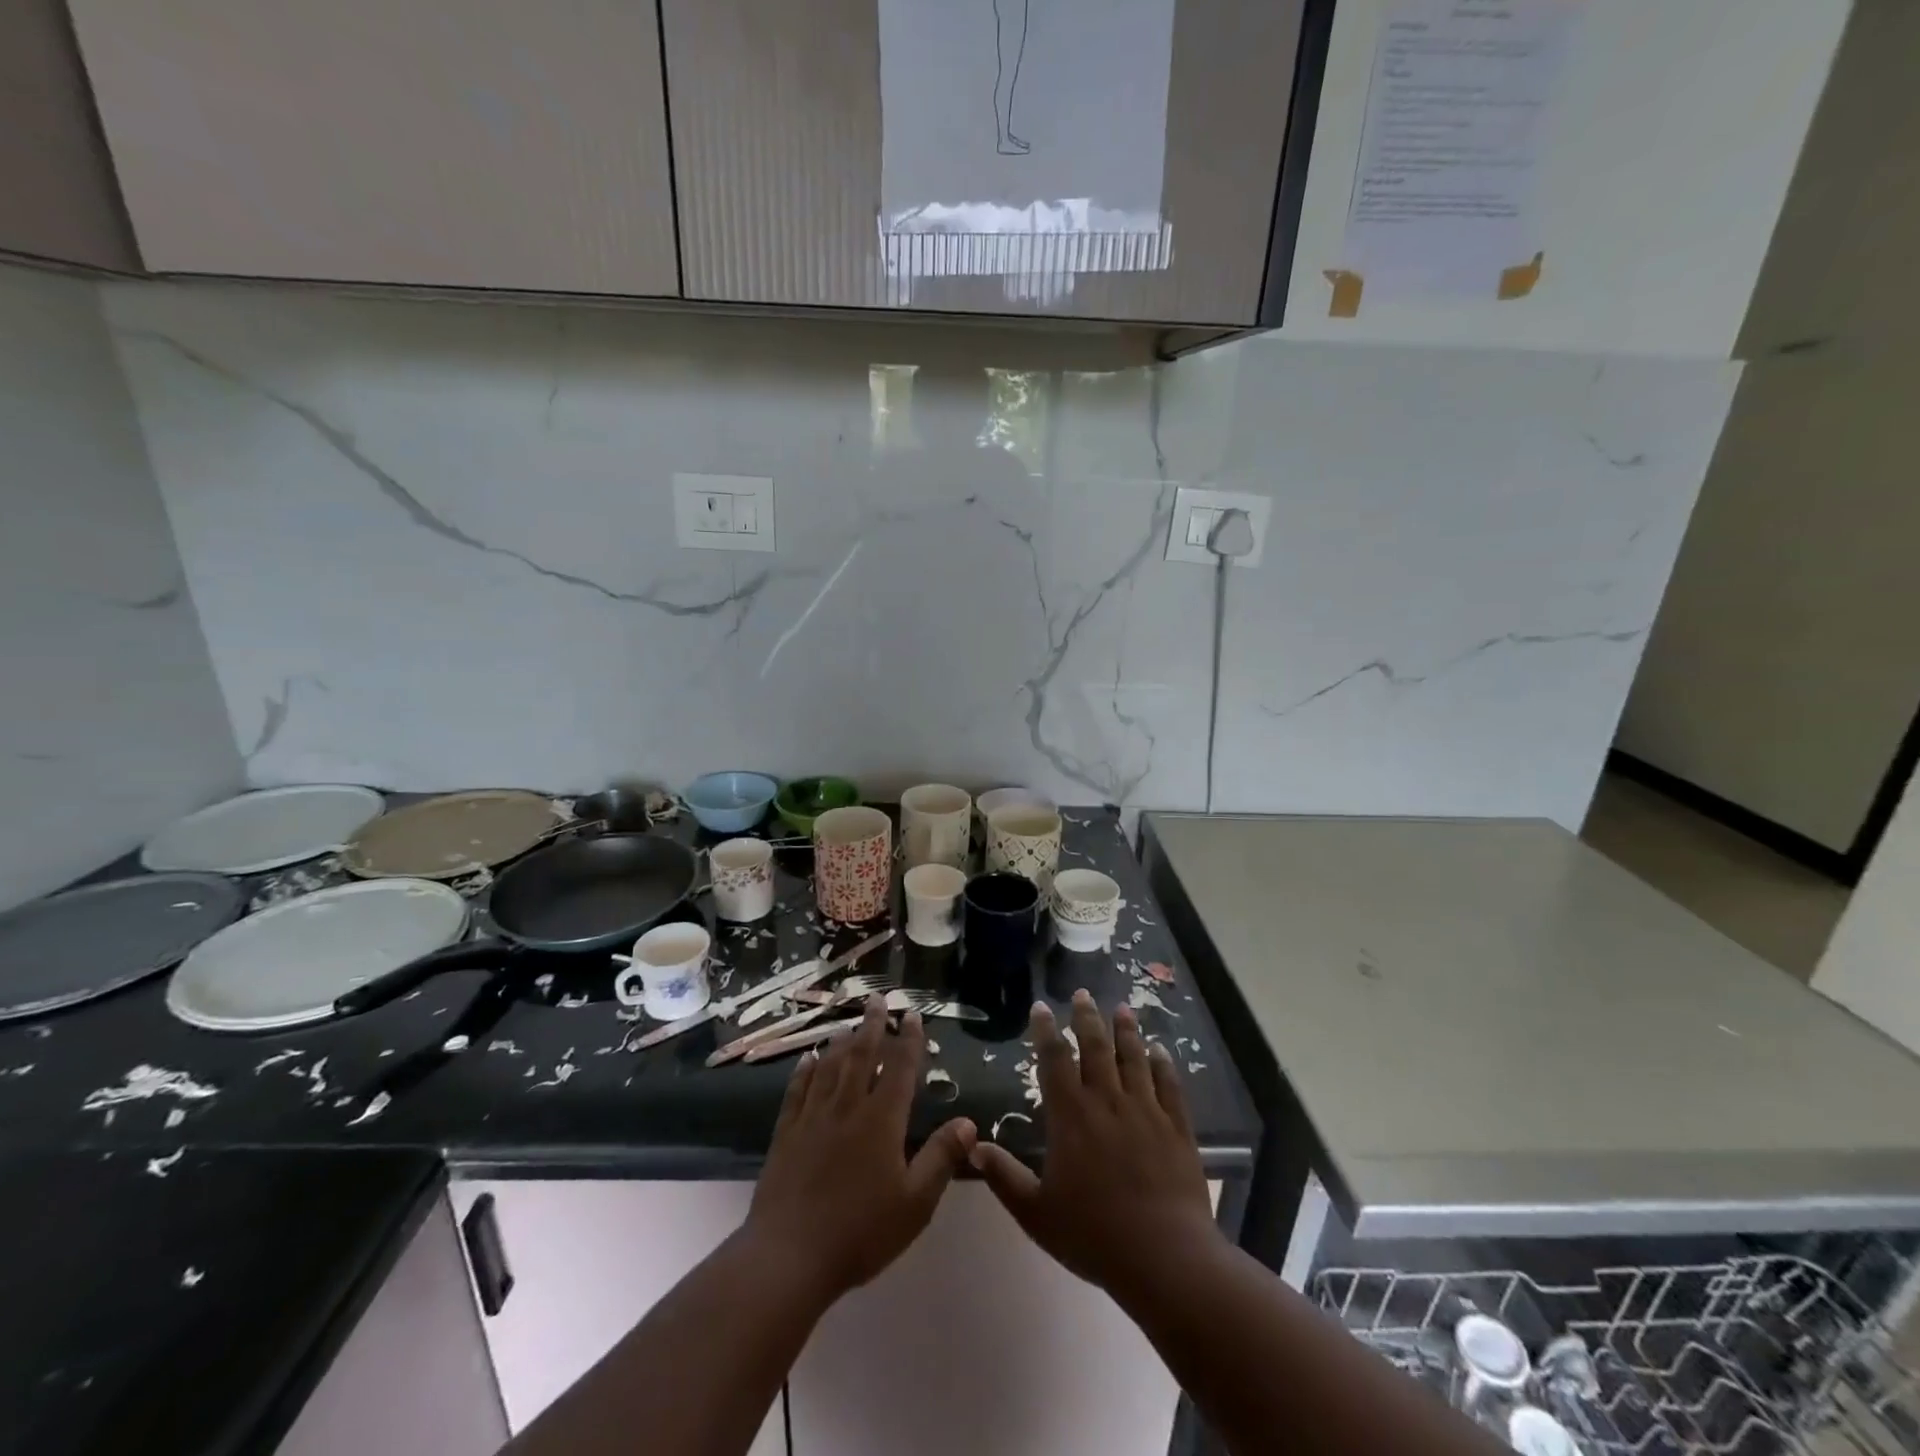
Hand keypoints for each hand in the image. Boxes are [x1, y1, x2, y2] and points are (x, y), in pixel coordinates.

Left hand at [742, 997, 976, 1301]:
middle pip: (862, 1055)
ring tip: (849, 1024)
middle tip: (878, 999)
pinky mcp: (786, 1133)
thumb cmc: (861, 1232)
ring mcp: (813, 1117)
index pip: (900, 1068)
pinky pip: (797, 1090)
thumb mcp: (915, 1203)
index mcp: (882, 1119)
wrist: (789, 1257)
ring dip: (842, 1042)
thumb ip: (941, 1158)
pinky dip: (805, 1070)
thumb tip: (968, 1122)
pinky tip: (807, 1059)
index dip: (909, 1039)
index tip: (912, 1015)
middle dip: (873, 1025)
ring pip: (830, 1066)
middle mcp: (847, 1106)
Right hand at [971, 990, 1220, 1302]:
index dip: (1045, 1031)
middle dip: (1086, 1017)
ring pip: (1133, 1058)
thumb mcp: (1036, 1213)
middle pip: (1095, 1047)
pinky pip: (1169, 1086)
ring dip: (1126, 1031)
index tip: (1041, 1007)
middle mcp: (1107, 1101)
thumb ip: (1005, 1178)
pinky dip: (1164, 1065)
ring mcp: (1145, 1110)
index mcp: (1071, 1116)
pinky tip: (1161, 1051)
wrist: (1165, 1257)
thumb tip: (973, 1147)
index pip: (1054, 1060)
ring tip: (1122, 1009)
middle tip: (1082, 993)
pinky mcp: (1177, 1127)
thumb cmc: (1094, 1235)